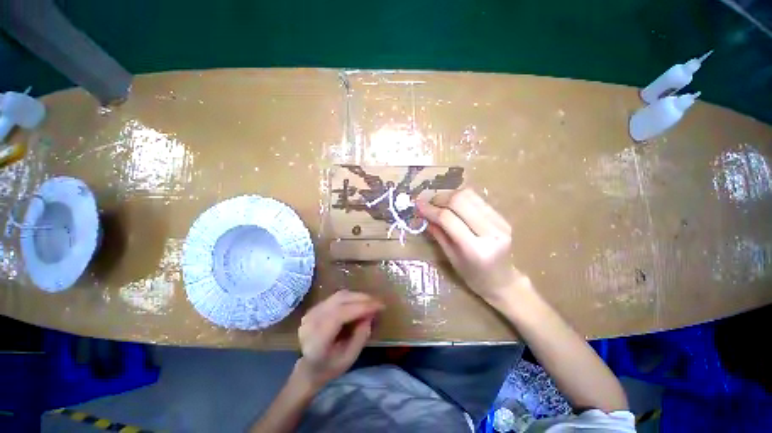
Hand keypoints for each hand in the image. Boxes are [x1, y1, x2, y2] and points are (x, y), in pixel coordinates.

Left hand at [296, 290, 383, 387]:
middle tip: (378, 303)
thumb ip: (360, 336)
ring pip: (339, 295)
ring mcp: (311, 312)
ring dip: (357, 296)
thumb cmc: (330, 368)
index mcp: (317, 340)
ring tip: (371, 302)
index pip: (339, 315)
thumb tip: (370, 315)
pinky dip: (351, 297)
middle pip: (340, 300)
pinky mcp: (315, 307)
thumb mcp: (349, 358)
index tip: (380, 307)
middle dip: (362, 299)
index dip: (361, 308)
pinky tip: (360, 303)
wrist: (308, 368)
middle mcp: (311, 322)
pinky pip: (336, 297)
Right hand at [417, 188, 529, 304]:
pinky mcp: (502, 217)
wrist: (503, 281)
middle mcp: (491, 232)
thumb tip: (424, 215)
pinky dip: (460, 197)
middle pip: (460, 200)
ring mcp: (500, 222)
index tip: (417, 205)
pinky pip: (476, 199)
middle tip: (426, 201)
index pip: (448, 219)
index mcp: (475, 249)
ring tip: (436, 201)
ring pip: (469, 195)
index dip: (430, 209)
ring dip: (448, 194)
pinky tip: (451, 204)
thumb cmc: (473, 276)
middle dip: (439, 197)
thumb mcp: (451, 258)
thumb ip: (438, 234)